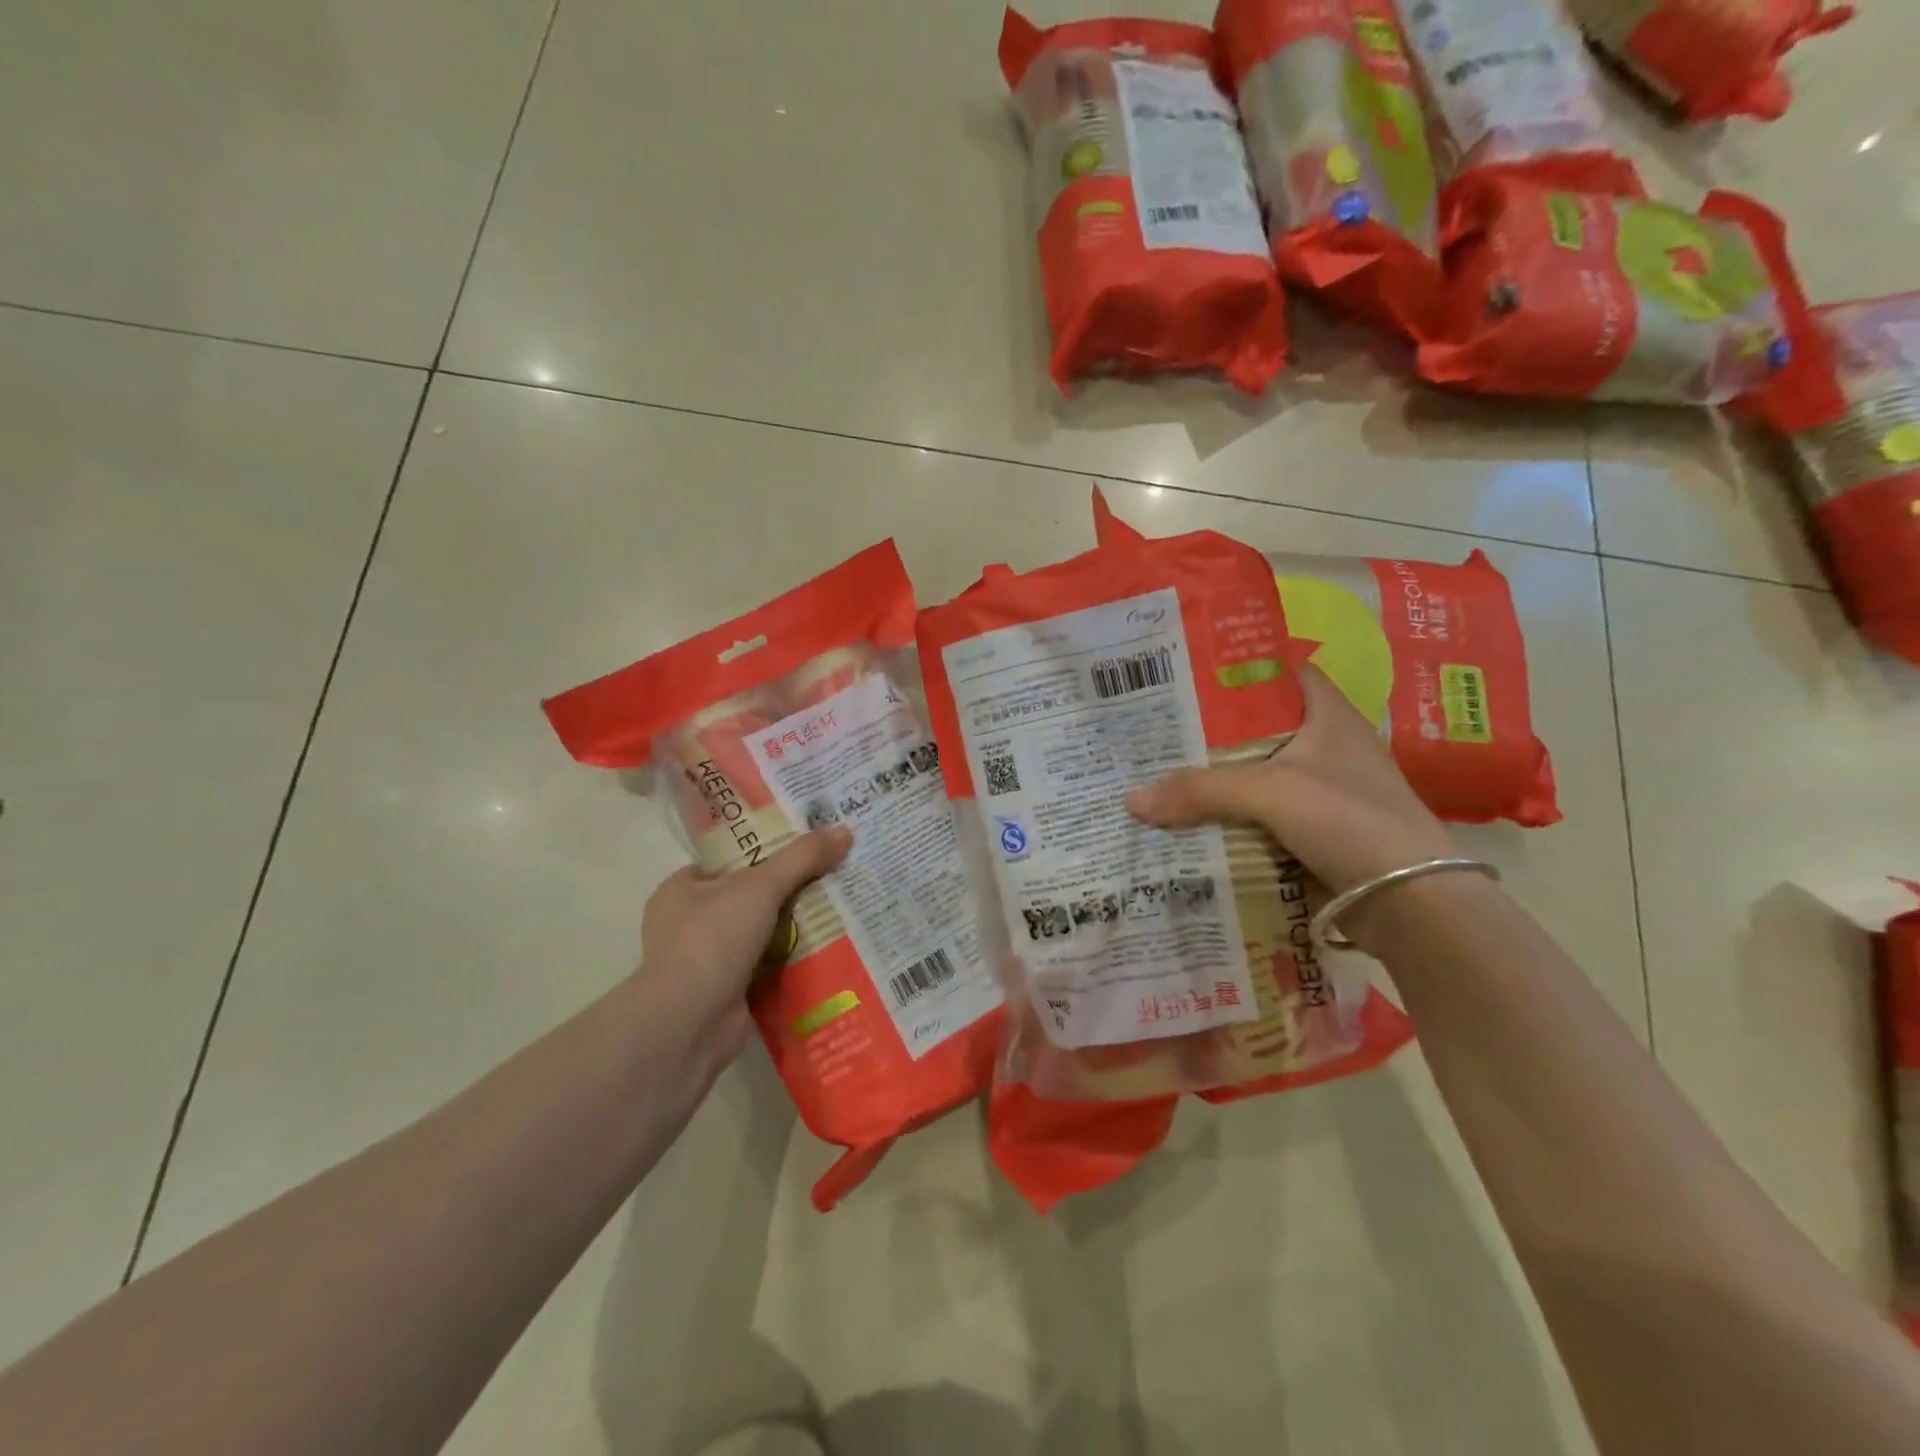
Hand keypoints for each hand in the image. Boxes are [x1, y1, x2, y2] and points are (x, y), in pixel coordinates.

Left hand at [637, 826, 852, 1080]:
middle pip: (748, 897)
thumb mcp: (762, 885)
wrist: (691, 1021)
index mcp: (680, 889)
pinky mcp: (725, 992)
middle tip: (831, 877)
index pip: (729, 861)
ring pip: (760, 933)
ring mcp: (705, 961)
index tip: (806, 848)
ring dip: (793, 928)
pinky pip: (766, 967)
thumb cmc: (713, 938)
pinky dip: (791, 961)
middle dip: (787, 891)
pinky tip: (827, 950)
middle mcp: (687, 923)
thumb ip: (803, 857)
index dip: (766, 851)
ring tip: (839, 910)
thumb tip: (844, 831)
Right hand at [1125, 663, 1457, 894]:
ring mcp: (1331, 792)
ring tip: (1171, 774)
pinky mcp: (1326, 832)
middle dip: (1219, 731)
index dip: (1244, 670)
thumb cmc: (1347, 819)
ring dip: (1226, 779)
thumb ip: (1200, 791)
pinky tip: (1202, 821)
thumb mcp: (1269, 793)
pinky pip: (1270, 815)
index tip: (1195, 675)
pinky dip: (1239, 817)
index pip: (1286, 674)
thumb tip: (1131, 799)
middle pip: (1266, 728)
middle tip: (1166, 730)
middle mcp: (1333, 747)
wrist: (1411, 900)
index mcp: (1331, 717)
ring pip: (1265, 775)